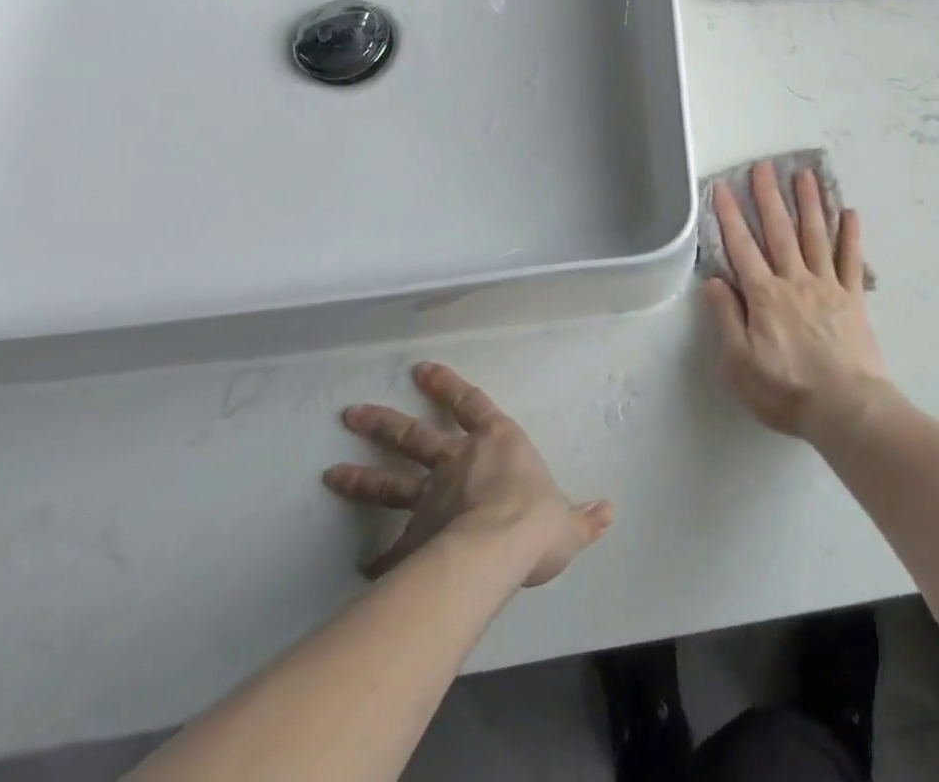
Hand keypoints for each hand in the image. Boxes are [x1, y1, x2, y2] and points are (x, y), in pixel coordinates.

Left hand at [324, 363, 612, 584]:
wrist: (498, 550)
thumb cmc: (536, 520)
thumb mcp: (568, 521)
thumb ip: (583, 517)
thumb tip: (608, 511)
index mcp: (498, 442)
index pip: (471, 403)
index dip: (447, 386)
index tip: (420, 370)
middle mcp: (460, 461)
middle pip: (415, 437)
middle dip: (384, 423)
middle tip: (351, 413)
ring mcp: (431, 498)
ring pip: (391, 482)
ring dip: (362, 477)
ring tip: (330, 473)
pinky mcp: (415, 538)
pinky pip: (392, 548)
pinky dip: (377, 558)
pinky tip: (361, 568)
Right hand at [704, 161, 893, 440]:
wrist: (846, 407)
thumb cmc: (786, 390)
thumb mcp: (740, 364)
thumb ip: (727, 319)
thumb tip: (713, 281)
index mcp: (765, 296)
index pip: (742, 248)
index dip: (730, 217)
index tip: (723, 188)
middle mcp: (795, 280)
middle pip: (780, 232)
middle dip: (769, 197)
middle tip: (764, 166)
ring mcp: (828, 285)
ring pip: (816, 235)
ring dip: (809, 203)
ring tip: (805, 174)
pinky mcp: (853, 297)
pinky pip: (852, 259)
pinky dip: (851, 234)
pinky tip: (850, 211)